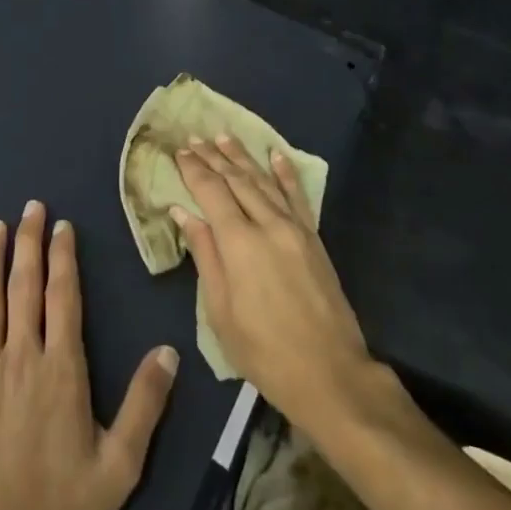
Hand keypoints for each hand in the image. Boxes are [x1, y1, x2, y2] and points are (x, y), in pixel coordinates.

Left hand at [0, 199, 179, 509]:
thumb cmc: (59, 508)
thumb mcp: (119, 466)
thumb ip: (146, 405)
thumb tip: (170, 350)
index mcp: (61, 368)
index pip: (64, 296)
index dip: (64, 256)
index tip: (63, 225)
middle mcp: (21, 356)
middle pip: (25, 286)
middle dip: (29, 242)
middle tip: (31, 206)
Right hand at [174, 136, 371, 429]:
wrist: (330, 373)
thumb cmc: (264, 351)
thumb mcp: (221, 311)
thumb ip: (204, 255)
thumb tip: (183, 212)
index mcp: (239, 242)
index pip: (211, 191)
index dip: (194, 169)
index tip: (180, 151)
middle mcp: (267, 223)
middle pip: (236, 180)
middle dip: (213, 157)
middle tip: (195, 137)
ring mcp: (294, 227)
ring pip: (263, 181)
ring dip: (242, 157)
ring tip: (224, 136)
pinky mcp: (313, 237)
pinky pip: (297, 195)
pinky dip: (284, 172)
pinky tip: (275, 154)